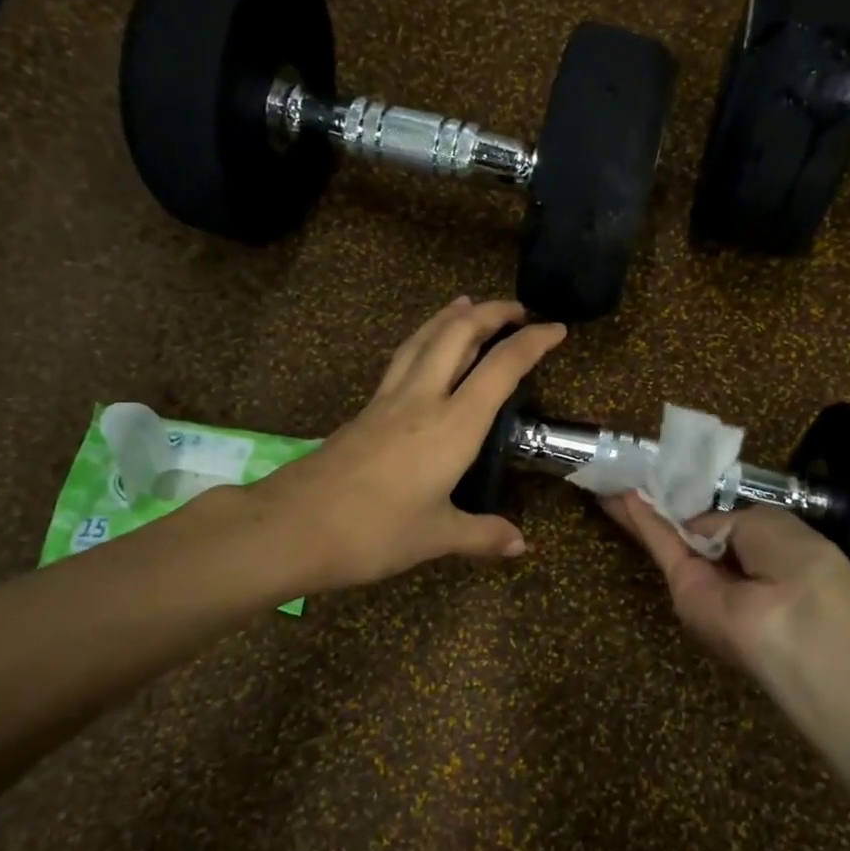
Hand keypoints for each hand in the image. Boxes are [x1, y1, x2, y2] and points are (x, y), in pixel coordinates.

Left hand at [245, 297, 564, 592]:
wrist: (293, 525)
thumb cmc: (374, 531)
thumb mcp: (436, 537)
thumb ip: (482, 535)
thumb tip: (521, 546)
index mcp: (453, 425)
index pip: (501, 368)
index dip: (532, 342)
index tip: (557, 328)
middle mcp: (423, 398)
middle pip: (458, 335)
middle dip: (491, 313)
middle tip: (516, 309)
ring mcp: (389, 399)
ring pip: (424, 339)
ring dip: (451, 317)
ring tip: (468, 305)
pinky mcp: (365, 409)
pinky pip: (403, 358)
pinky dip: (424, 340)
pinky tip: (423, 350)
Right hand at [600, 491, 849, 686]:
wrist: (799, 621)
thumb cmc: (797, 559)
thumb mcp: (764, 522)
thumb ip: (721, 521)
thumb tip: (691, 525)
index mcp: (766, 547)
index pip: (723, 522)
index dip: (696, 502)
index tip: (668, 478)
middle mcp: (735, 567)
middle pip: (690, 531)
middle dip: (662, 503)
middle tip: (631, 474)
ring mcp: (706, 582)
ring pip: (670, 538)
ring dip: (643, 509)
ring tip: (615, 477)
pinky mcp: (682, 591)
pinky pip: (663, 548)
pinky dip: (641, 521)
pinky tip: (617, 498)